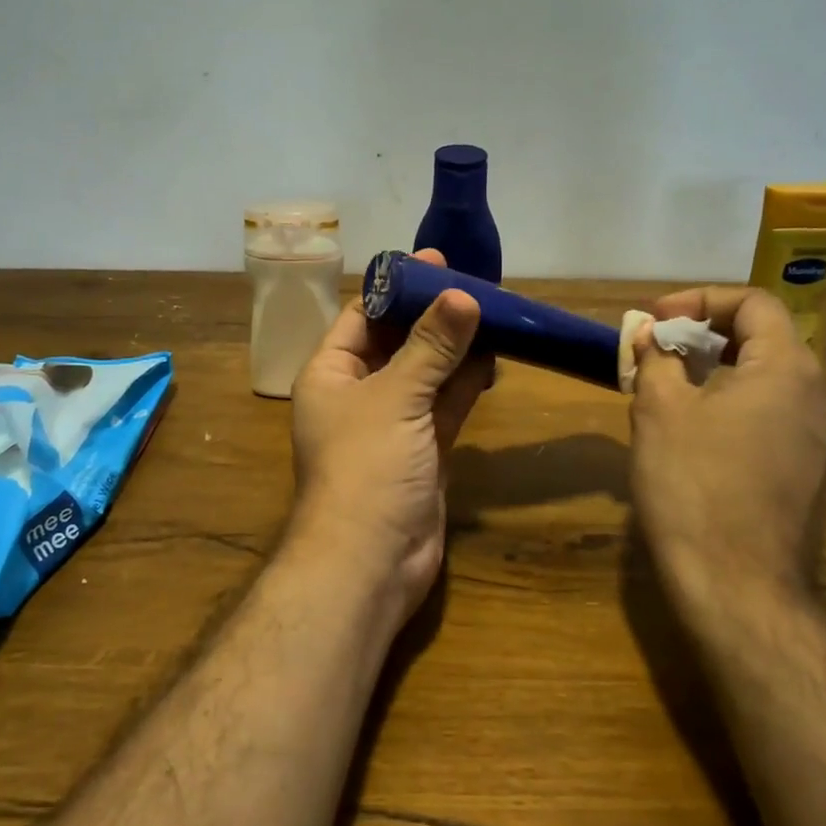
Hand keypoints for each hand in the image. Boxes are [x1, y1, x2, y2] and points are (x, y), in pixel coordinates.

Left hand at [288, 250, 493, 628]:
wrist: (371, 561)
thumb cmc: (366, 466)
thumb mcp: (396, 397)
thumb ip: (431, 347)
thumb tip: (462, 296)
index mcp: (331, 373)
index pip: (362, 315)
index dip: (398, 288)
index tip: (439, 264)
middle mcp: (357, 393)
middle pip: (398, 342)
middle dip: (434, 316)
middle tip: (478, 287)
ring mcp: (392, 423)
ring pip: (426, 373)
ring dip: (455, 348)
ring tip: (494, 315)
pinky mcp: (422, 449)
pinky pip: (444, 404)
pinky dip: (465, 383)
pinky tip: (493, 358)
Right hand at [628, 287, 825, 621]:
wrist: (737, 585)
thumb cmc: (693, 484)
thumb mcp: (659, 410)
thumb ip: (656, 358)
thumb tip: (650, 336)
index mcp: (790, 370)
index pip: (754, 304)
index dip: (700, 301)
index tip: (656, 321)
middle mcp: (821, 398)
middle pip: (766, 341)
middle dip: (706, 336)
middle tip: (659, 352)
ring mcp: (824, 441)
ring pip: (771, 382)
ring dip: (720, 372)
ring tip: (672, 390)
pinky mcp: (815, 476)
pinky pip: (776, 419)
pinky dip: (737, 407)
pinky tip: (699, 434)